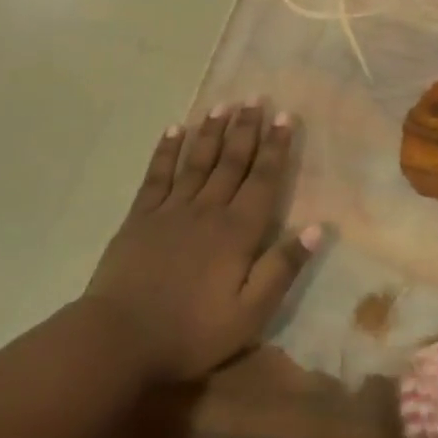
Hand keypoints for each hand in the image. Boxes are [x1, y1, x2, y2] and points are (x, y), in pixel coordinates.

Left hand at [84, 102, 320, 382]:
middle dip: (246, 129)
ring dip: (211, 132)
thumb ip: (282, 268)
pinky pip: (157, 176)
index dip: (276, 147)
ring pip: (197, 162)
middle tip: (255, 98)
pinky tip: (173, 130)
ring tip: (223, 105)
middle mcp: (207, 210)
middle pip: (231, 162)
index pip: (263, 180)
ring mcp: (170, 210)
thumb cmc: (191, 332)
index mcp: (237, 232)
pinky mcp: (140, 218)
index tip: (285, 117)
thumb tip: (317, 228)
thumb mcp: (249, 313)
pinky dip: (166, 151)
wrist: (119, 339)